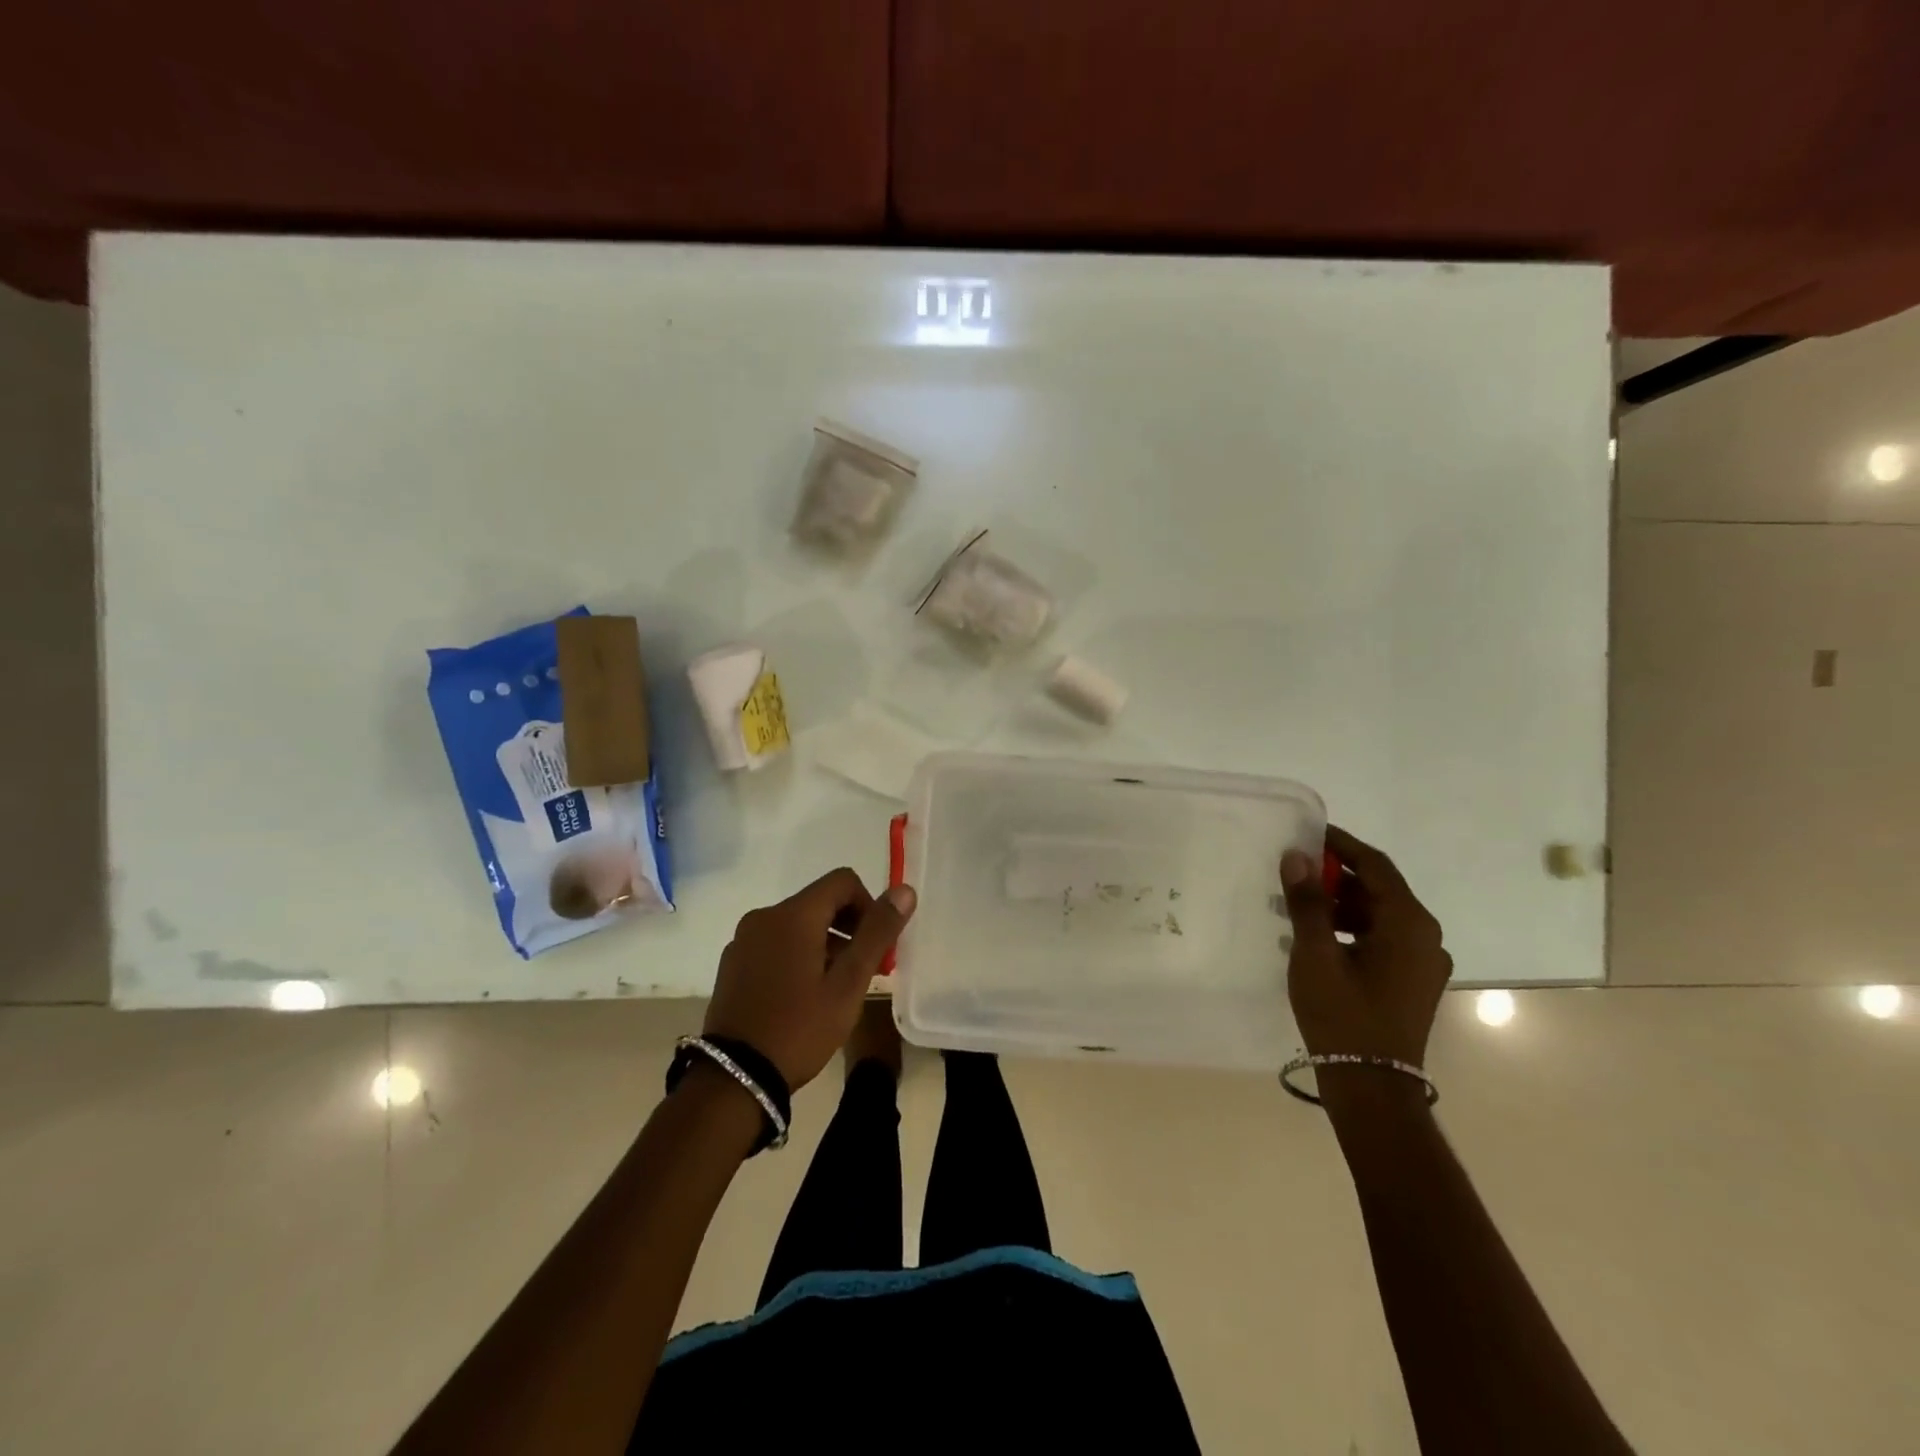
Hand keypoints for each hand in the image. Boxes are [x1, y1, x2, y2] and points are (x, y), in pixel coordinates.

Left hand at [703, 869, 916, 1091]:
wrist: (735, 1079)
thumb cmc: (800, 1028)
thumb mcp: (848, 984)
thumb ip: (877, 932)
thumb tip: (904, 891)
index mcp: (793, 915)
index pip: (843, 881)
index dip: (868, 905)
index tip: (875, 946)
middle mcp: (764, 916)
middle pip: (819, 901)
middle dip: (848, 927)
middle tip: (863, 971)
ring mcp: (743, 940)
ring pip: (797, 923)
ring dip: (824, 942)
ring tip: (834, 988)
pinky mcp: (732, 963)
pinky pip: (774, 942)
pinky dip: (796, 954)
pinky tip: (801, 995)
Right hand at [1280, 825, 1451, 1083]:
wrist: (1372, 1086)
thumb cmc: (1343, 1014)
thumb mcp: (1315, 953)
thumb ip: (1307, 902)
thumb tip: (1296, 856)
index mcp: (1408, 923)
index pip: (1375, 865)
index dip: (1341, 845)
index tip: (1309, 833)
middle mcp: (1426, 936)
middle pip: (1379, 889)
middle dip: (1336, 876)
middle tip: (1295, 872)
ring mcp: (1423, 962)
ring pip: (1380, 915)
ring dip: (1341, 904)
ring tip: (1299, 906)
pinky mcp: (1413, 981)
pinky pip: (1383, 938)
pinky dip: (1352, 929)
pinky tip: (1318, 938)